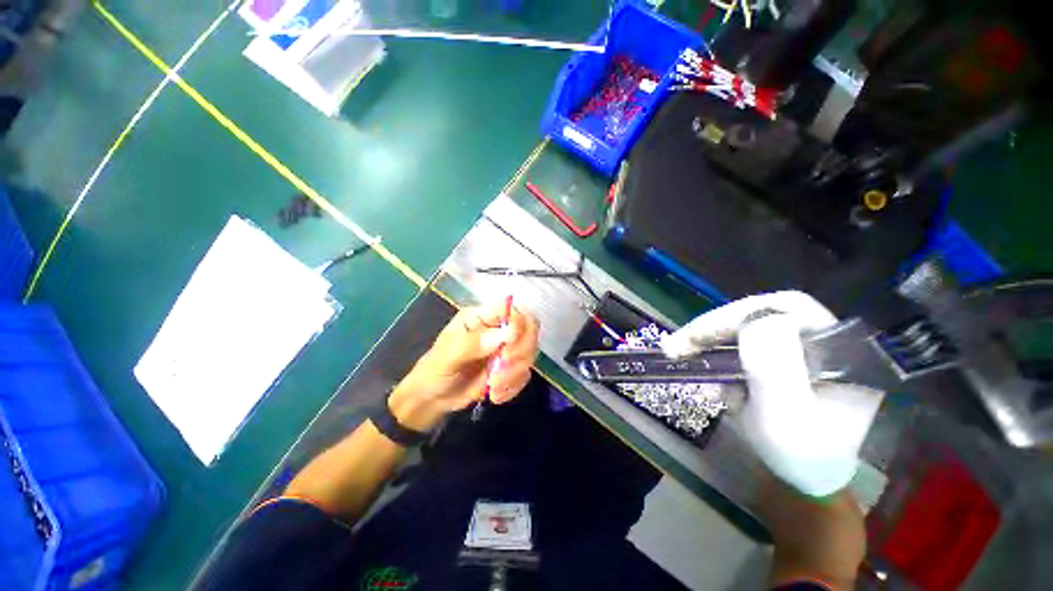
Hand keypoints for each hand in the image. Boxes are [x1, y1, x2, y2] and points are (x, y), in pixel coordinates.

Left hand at [389, 301, 539, 431]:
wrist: (432, 399)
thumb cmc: (435, 370)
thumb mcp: (447, 356)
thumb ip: (473, 343)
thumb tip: (505, 335)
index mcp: (482, 317)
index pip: (512, 308)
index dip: (519, 323)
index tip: (508, 347)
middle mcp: (498, 329)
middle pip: (529, 328)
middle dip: (520, 351)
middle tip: (502, 367)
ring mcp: (506, 349)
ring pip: (530, 353)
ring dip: (515, 373)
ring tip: (492, 387)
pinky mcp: (510, 369)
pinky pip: (524, 374)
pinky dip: (513, 386)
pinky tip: (495, 395)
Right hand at [661, 291, 882, 496]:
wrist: (804, 479)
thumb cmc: (801, 456)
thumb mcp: (787, 418)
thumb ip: (775, 370)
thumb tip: (755, 321)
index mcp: (837, 349)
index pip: (787, 308)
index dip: (739, 314)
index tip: (698, 335)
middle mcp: (816, 340)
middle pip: (757, 314)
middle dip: (712, 328)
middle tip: (675, 345)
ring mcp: (793, 350)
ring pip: (742, 330)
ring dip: (707, 345)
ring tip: (679, 357)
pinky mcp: (774, 361)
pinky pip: (736, 348)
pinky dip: (714, 360)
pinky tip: (705, 380)